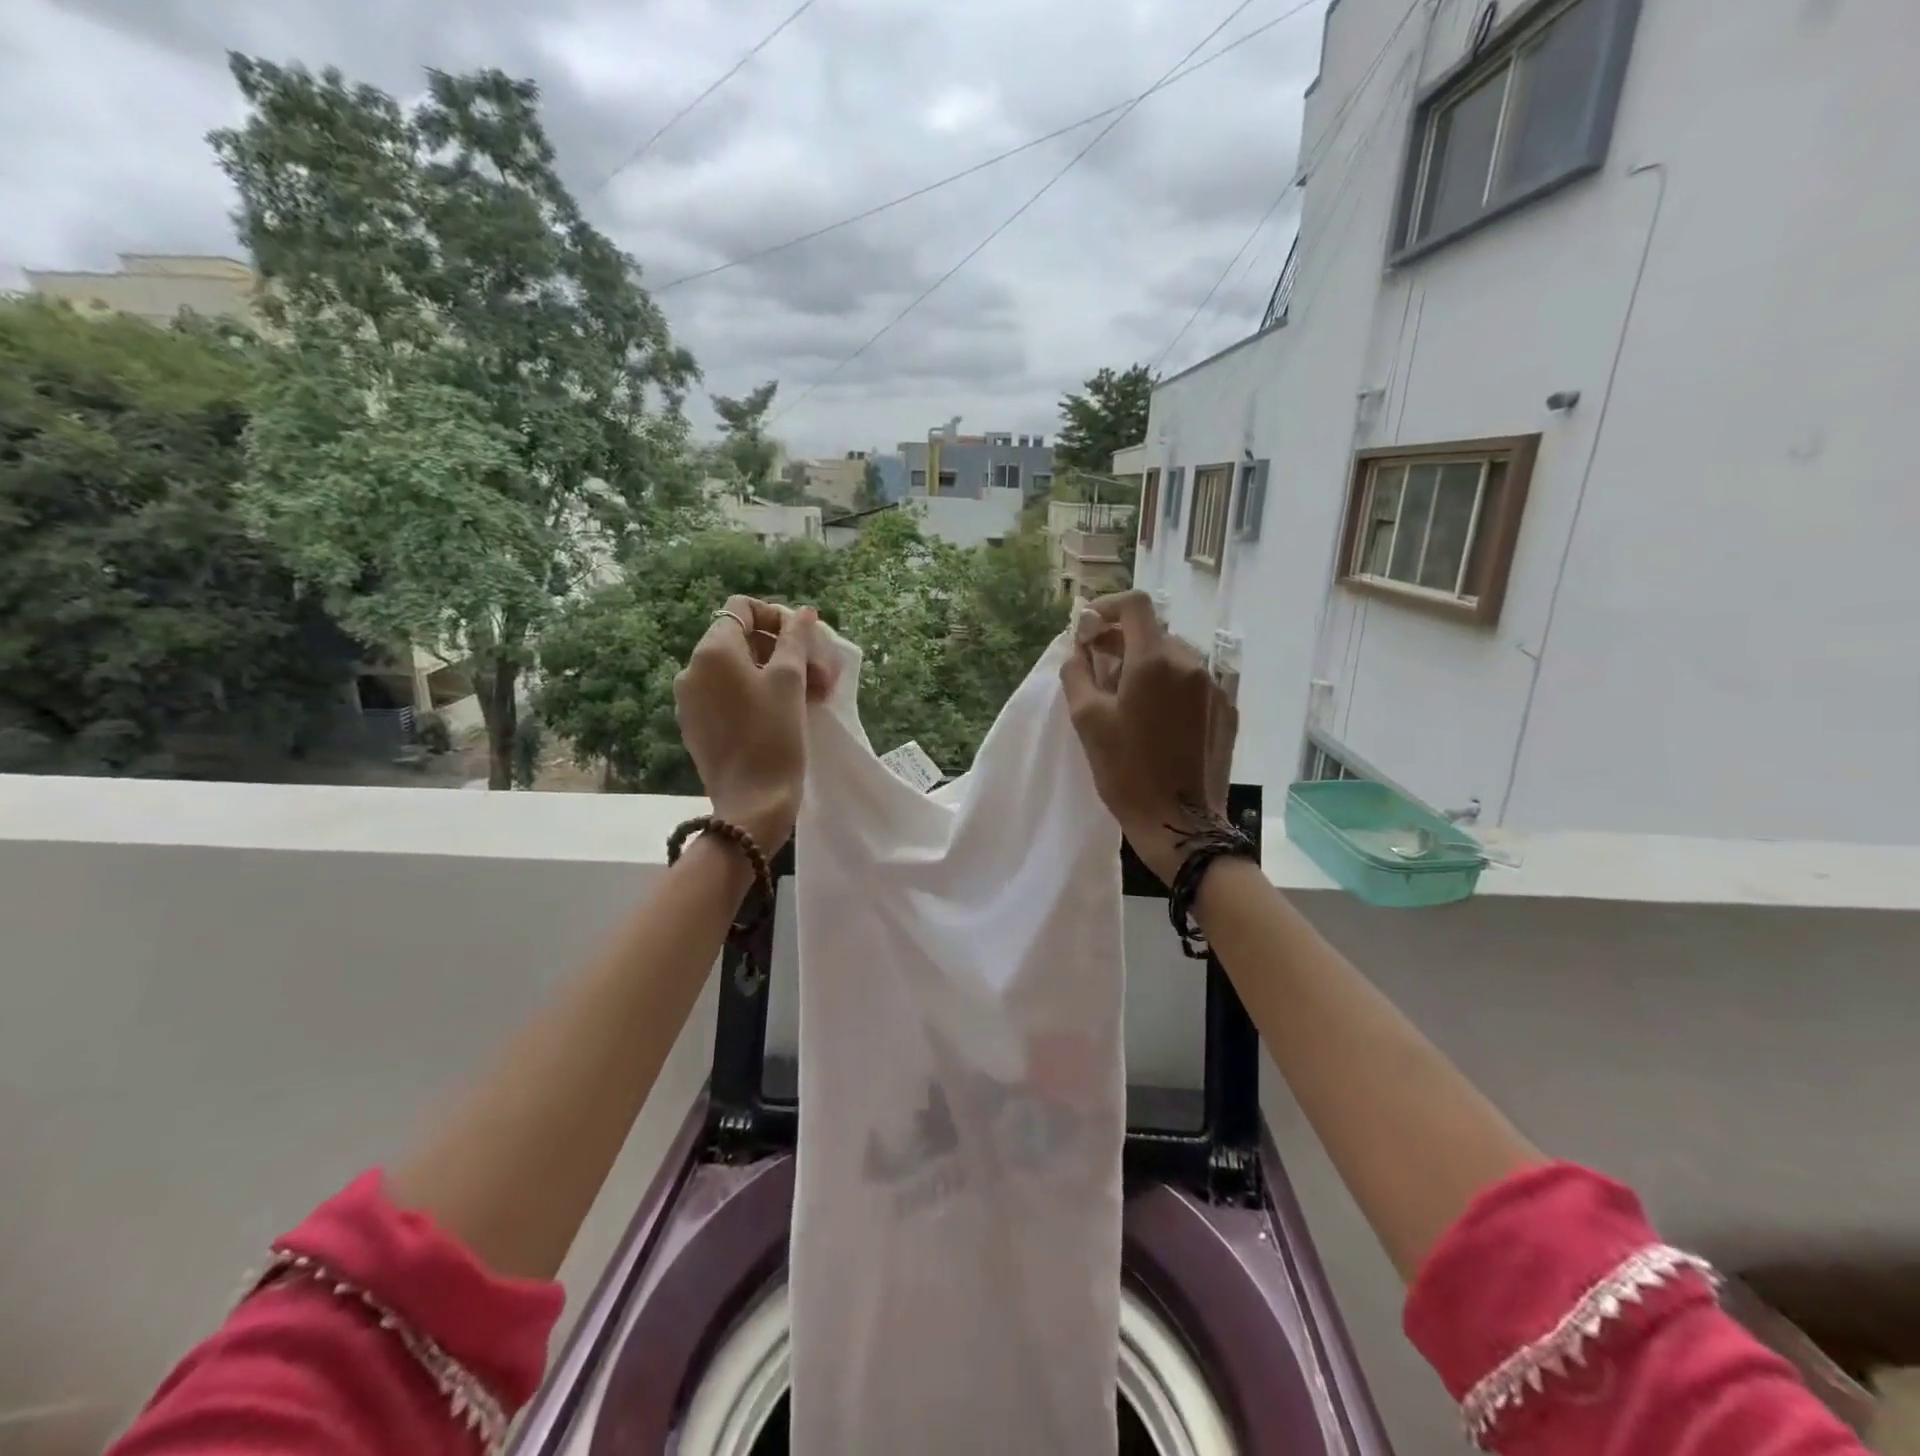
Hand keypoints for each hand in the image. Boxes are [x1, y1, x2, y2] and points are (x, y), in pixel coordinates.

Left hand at [674, 596, 830, 853]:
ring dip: (776, 674)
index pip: (741, 608)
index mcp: (712, 651)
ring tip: (812, 696)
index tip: (806, 641)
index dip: (777, 616)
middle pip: (741, 640)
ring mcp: (690, 701)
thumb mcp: (790, 681)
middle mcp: (692, 670)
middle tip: (821, 675)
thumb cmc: (775, 736)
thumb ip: (795, 639)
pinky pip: (728, 696)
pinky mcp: (697, 727)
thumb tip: (802, 613)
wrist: (753, 802)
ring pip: (737, 671)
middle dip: (784, 650)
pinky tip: (786, 715)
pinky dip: (757, 695)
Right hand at [1059, 591, 1237, 881]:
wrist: (1181, 823)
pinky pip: (1193, 683)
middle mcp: (1191, 663)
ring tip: (1128, 699)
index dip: (1109, 606)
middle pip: (1154, 633)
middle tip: (1099, 669)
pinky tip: (1158, 719)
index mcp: (1155, 661)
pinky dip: (1171, 687)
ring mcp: (1215, 687)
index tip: (1090, 627)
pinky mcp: (1227, 710)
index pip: (1136, 605)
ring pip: (1175, 658)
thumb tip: (1080, 648)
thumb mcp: (1087, 721)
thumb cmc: (1127, 772)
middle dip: (1123, 642)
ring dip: (1148, 665)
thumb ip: (1078, 672)